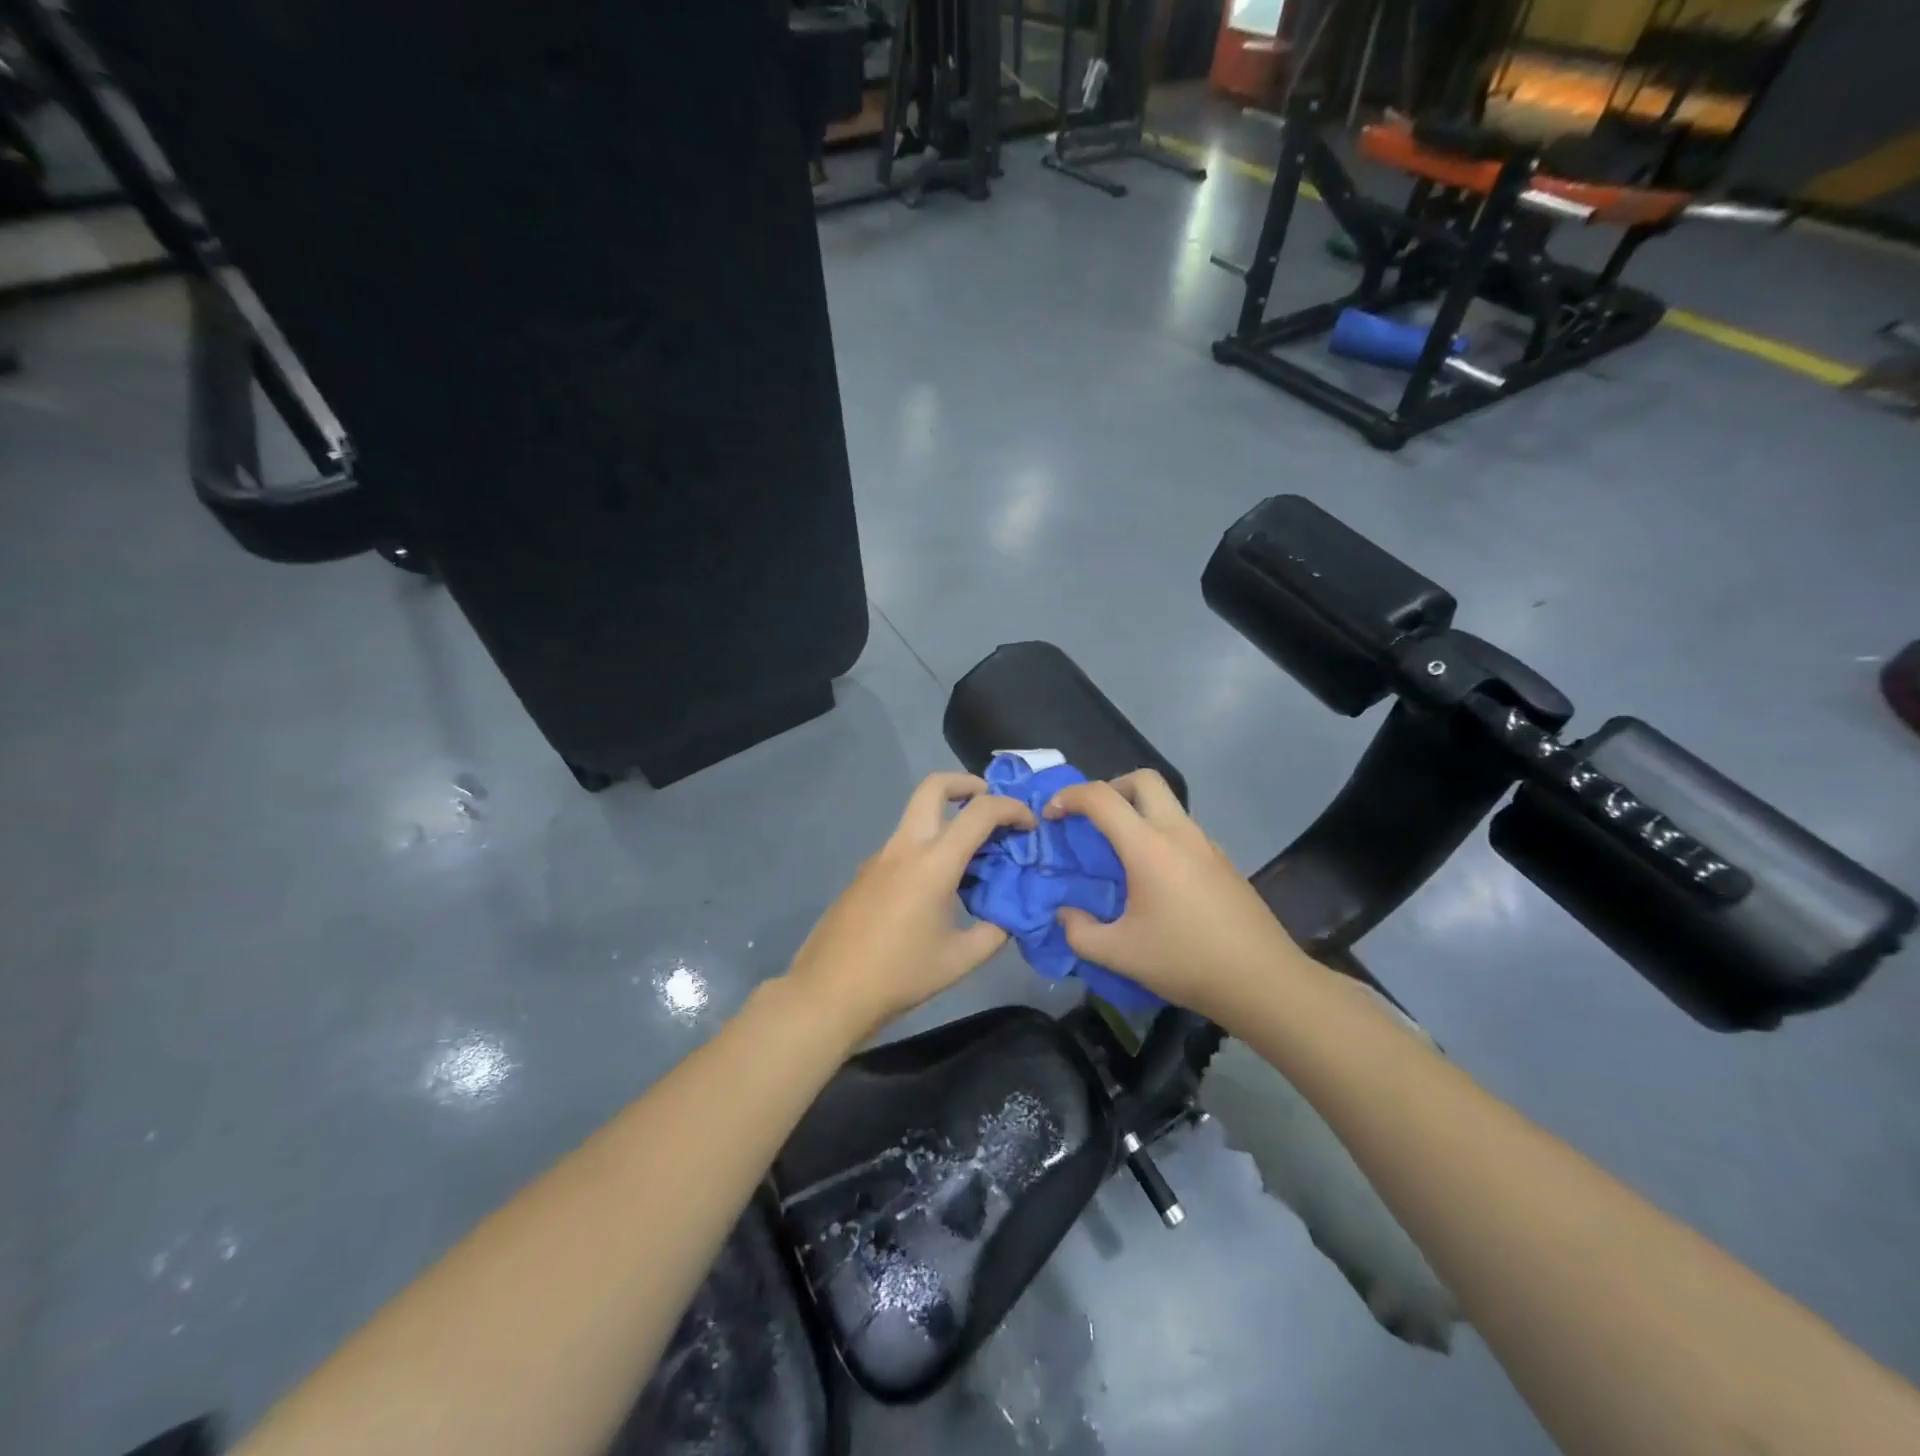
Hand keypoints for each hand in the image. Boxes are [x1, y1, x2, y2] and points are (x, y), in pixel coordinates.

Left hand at [786, 772, 1034, 1041]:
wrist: (829, 991)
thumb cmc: (899, 975)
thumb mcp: (960, 960)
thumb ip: (994, 932)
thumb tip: (1010, 918)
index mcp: (933, 863)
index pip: (979, 812)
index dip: (1012, 809)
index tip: (1030, 826)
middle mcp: (904, 847)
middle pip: (933, 787)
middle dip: (966, 784)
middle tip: (990, 804)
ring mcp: (880, 857)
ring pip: (917, 816)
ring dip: (947, 820)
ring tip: (973, 859)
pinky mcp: (866, 873)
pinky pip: (904, 845)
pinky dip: (928, 847)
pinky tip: (938, 889)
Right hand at [1043, 771, 1305, 1013]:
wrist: (1264, 981)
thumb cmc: (1186, 962)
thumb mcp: (1119, 954)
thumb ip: (1079, 933)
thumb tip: (1066, 915)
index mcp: (1149, 848)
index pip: (1101, 798)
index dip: (1069, 797)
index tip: (1051, 816)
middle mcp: (1179, 834)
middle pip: (1143, 780)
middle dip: (1110, 787)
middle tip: (1092, 821)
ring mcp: (1206, 845)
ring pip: (1167, 804)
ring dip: (1137, 812)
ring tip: (1119, 854)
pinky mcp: (1223, 862)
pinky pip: (1183, 831)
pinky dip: (1159, 836)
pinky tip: (1154, 880)